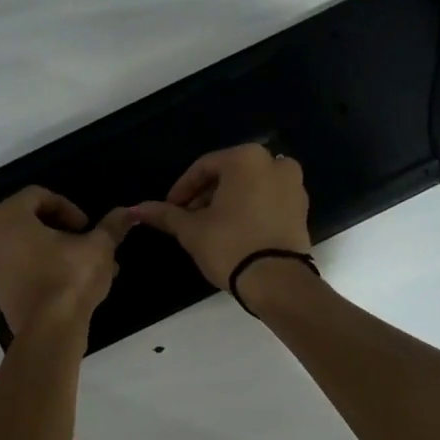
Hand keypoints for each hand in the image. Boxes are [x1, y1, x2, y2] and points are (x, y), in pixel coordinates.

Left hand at [0, 187, 133, 335]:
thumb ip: (111, 225)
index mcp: (6, 217)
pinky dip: (38, 271)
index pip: (38, 196)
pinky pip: (16, 271)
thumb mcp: (98, 246)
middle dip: (61, 231)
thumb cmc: (70, 276)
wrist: (50, 331)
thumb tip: (130, 213)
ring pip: (23, 248)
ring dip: (52, 252)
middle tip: (86, 244)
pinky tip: (68, 284)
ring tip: (83, 266)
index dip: (68, 207)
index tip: (87, 227)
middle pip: (28, 222)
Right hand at [130, 143, 311, 289]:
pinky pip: (267, 200)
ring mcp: (293, 185)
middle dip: (205, 195)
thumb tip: (137, 209)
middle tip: (187, 218)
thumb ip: (166, 214)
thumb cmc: (229, 245)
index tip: (169, 208)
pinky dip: (249, 209)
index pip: (203, 167)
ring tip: (208, 226)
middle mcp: (274, 163)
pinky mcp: (301, 209)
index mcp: (246, 158)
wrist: (276, 281)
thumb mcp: (192, 229)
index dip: (182, 189)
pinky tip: (233, 230)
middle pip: (228, 174)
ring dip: (226, 202)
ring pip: (249, 186)